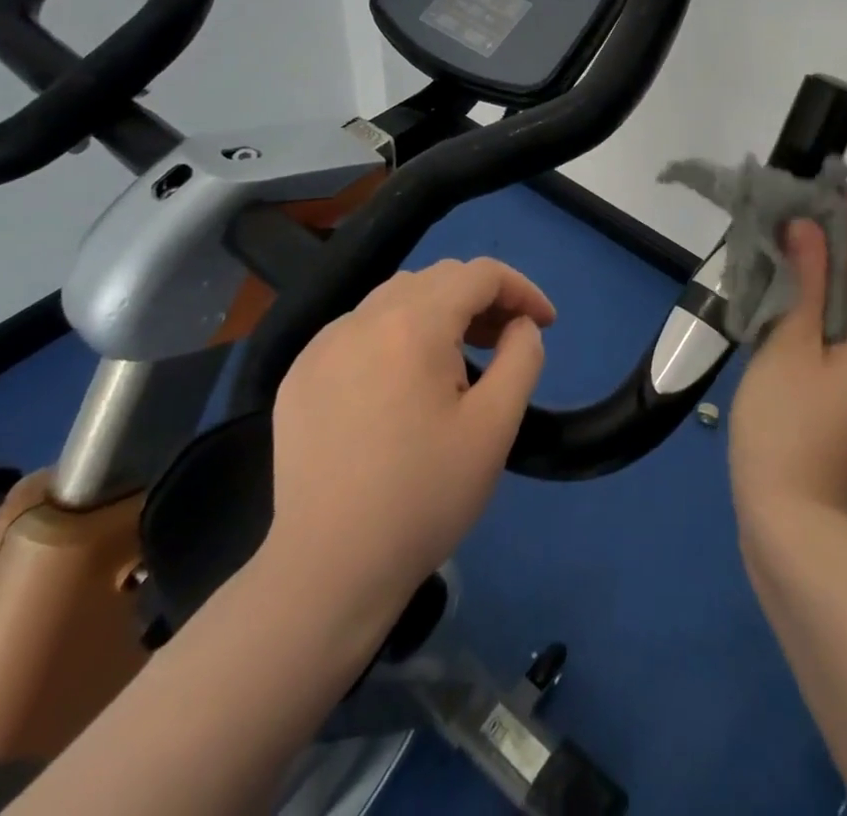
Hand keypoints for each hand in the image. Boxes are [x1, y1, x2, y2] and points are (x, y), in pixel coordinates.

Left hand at [261, 258, 555, 604]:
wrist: (329, 571)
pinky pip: (360, 328)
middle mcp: (363, 319)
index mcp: (413, 325)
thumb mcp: (496, 426)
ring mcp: (323, 345)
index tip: (545, 324)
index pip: (479, 275)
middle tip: (506, 340)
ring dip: (439, 311)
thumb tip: (520, 326)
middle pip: (437, 278)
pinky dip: (395, 334)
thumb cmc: (424, 497)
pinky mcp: (300, 375)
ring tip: (459, 358)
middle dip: (482, 298)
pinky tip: (402, 381)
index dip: (521, 289)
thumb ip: (522, 358)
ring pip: (396, 297)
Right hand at [728, 193, 846, 519]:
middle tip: (809, 207)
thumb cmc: (786, 427)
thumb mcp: (790, 346)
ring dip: (834, 279)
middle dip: (844, 247)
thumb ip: (805, 283)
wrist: (790, 522)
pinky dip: (831, 312)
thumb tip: (808, 229)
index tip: (841, 183)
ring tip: (802, 238)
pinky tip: (804, 292)